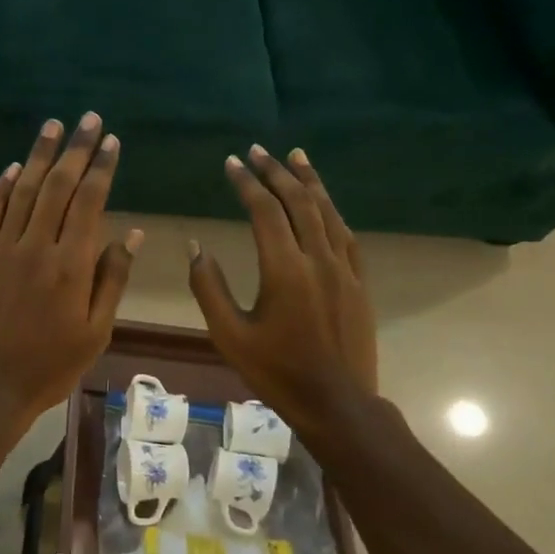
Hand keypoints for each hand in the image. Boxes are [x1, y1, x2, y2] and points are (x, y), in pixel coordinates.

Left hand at [0, 113, 142, 430]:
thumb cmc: (49, 368)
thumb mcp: (95, 333)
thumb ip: (112, 280)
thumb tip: (132, 234)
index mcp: (70, 266)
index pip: (89, 202)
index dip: (101, 168)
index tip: (110, 140)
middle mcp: (34, 248)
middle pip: (58, 187)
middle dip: (75, 149)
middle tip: (87, 119)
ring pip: (22, 193)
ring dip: (39, 156)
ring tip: (52, 126)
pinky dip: (0, 189)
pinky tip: (13, 169)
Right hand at [188, 146, 378, 426]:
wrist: (337, 403)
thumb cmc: (276, 372)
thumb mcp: (229, 335)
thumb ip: (208, 287)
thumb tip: (195, 246)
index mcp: (284, 270)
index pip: (264, 211)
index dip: (247, 183)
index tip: (231, 163)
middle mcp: (317, 259)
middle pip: (298, 202)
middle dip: (276, 172)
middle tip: (258, 150)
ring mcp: (344, 270)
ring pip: (327, 212)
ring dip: (309, 182)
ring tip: (295, 156)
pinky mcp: (359, 283)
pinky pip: (346, 236)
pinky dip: (332, 211)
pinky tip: (324, 203)